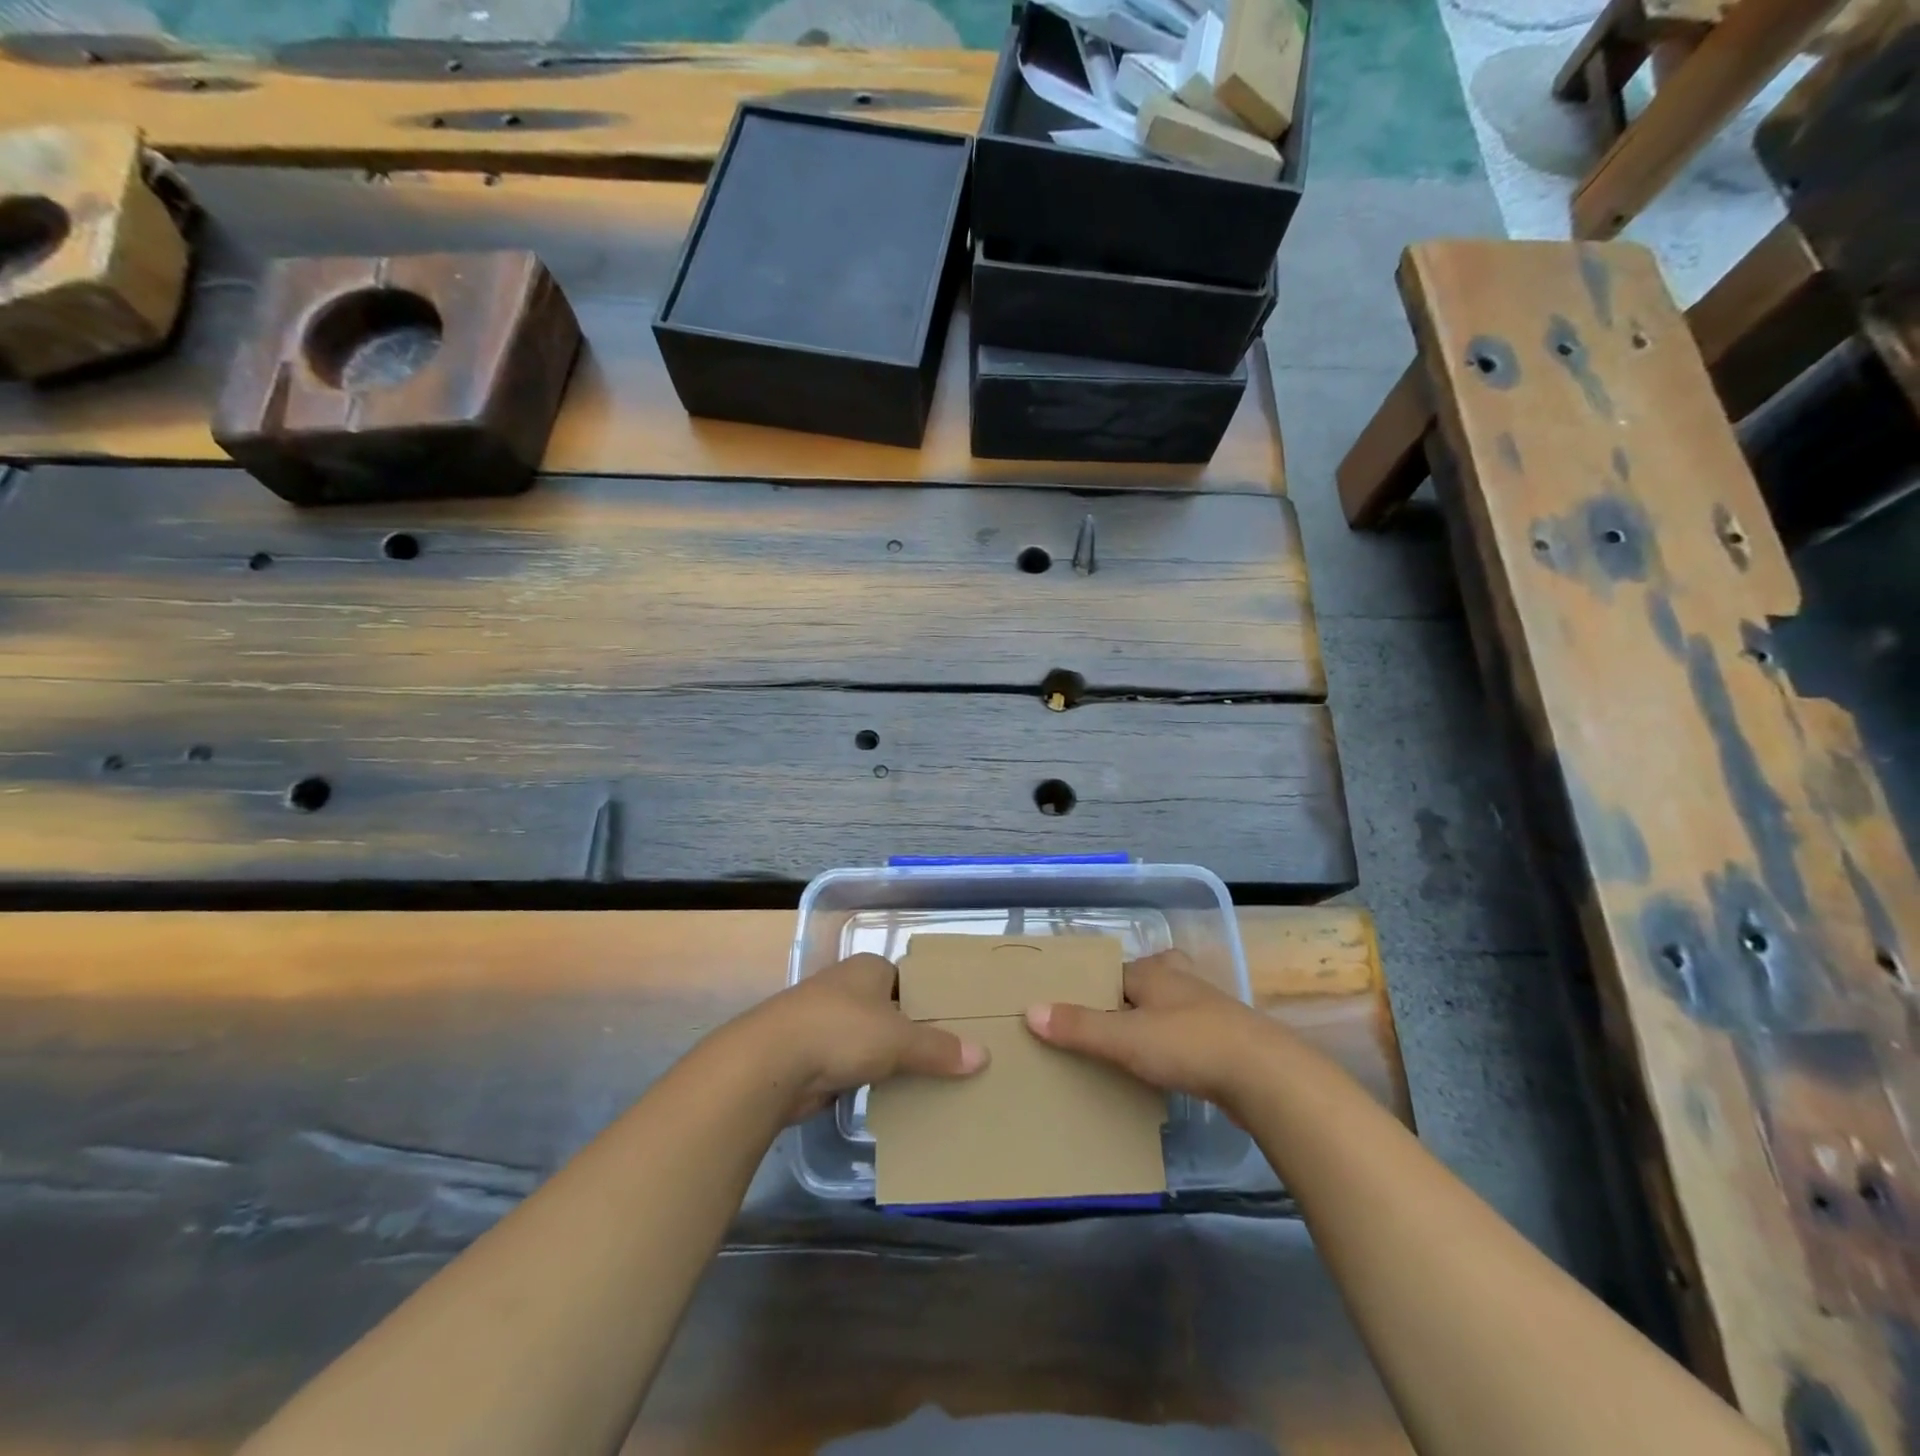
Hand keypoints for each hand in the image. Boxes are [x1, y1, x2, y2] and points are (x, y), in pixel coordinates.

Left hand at [740, 953, 988, 1123]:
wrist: (771, 1063)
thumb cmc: (841, 1031)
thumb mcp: (899, 1039)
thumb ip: (939, 1048)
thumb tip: (983, 1056)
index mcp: (869, 969)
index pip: (909, 979)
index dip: (931, 999)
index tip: (958, 1023)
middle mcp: (847, 988)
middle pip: (891, 1010)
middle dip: (914, 1033)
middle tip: (951, 1057)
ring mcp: (826, 1022)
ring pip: (871, 1040)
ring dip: (891, 1059)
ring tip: (930, 1080)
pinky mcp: (812, 1056)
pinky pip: (853, 1066)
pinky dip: (869, 1080)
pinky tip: (891, 1097)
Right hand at [1024, 949, 1272, 1111]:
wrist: (1265, 1076)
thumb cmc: (1188, 1044)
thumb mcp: (1125, 1037)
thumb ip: (1079, 1027)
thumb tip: (1030, 1010)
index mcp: (1153, 972)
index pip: (1112, 972)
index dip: (1090, 987)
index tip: (1068, 1008)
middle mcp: (1179, 982)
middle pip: (1144, 983)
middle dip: (1125, 999)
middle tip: (1099, 1025)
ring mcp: (1207, 1011)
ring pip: (1168, 1009)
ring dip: (1151, 1024)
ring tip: (1125, 1049)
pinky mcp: (1225, 1041)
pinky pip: (1187, 1037)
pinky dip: (1172, 1047)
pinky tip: (1164, 1069)